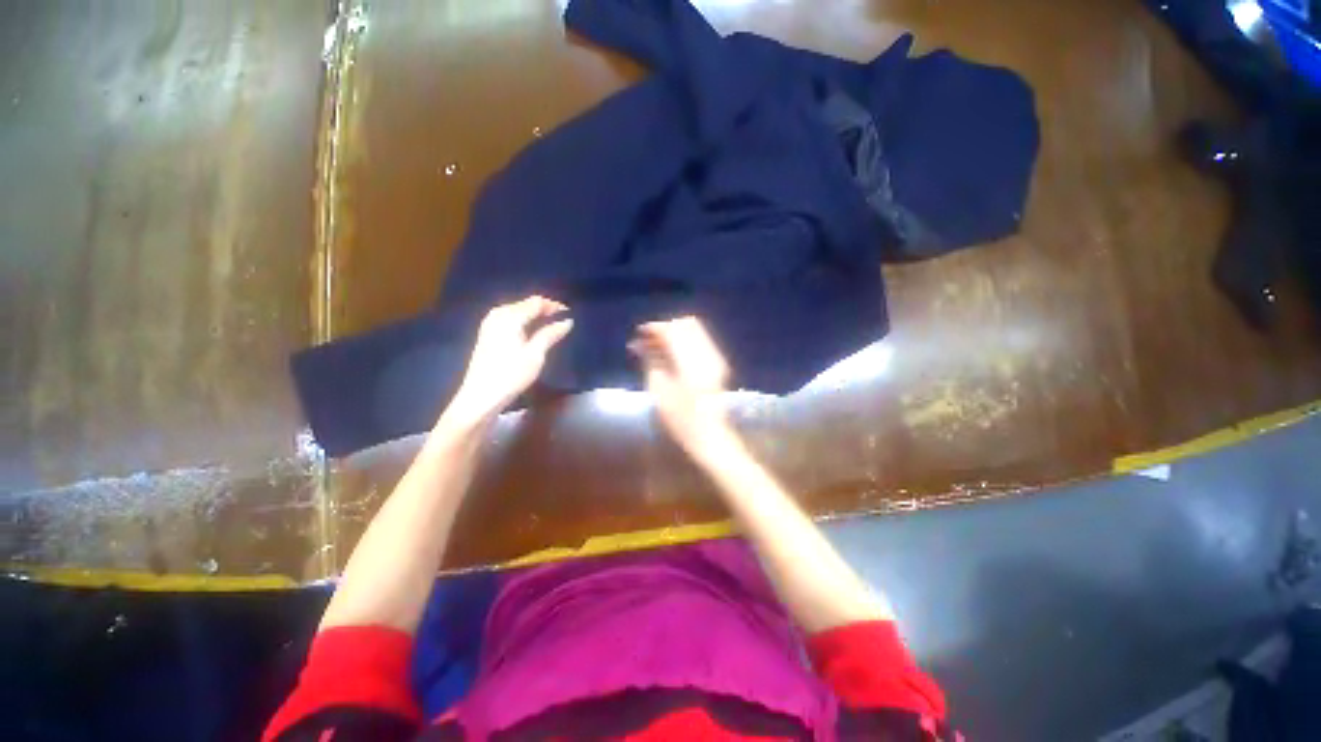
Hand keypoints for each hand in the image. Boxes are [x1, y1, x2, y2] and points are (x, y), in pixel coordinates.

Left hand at [445, 296, 572, 426]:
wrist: (481, 397)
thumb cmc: (511, 375)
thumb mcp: (535, 355)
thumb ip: (550, 334)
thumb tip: (567, 321)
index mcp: (510, 317)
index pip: (536, 302)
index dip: (554, 305)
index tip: (570, 313)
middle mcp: (498, 314)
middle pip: (526, 305)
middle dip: (545, 310)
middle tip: (563, 320)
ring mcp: (490, 324)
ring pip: (518, 311)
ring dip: (535, 316)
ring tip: (551, 326)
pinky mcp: (487, 334)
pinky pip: (510, 319)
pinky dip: (524, 322)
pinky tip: (532, 333)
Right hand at [629, 317, 732, 453]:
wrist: (709, 436)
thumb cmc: (680, 419)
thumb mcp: (659, 390)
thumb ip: (651, 361)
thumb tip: (639, 345)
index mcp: (691, 360)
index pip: (671, 330)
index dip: (654, 328)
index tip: (638, 333)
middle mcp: (706, 353)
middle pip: (685, 325)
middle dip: (665, 328)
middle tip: (647, 340)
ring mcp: (715, 358)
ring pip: (694, 331)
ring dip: (674, 334)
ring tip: (656, 347)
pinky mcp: (718, 364)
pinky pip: (700, 342)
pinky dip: (684, 342)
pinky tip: (670, 354)